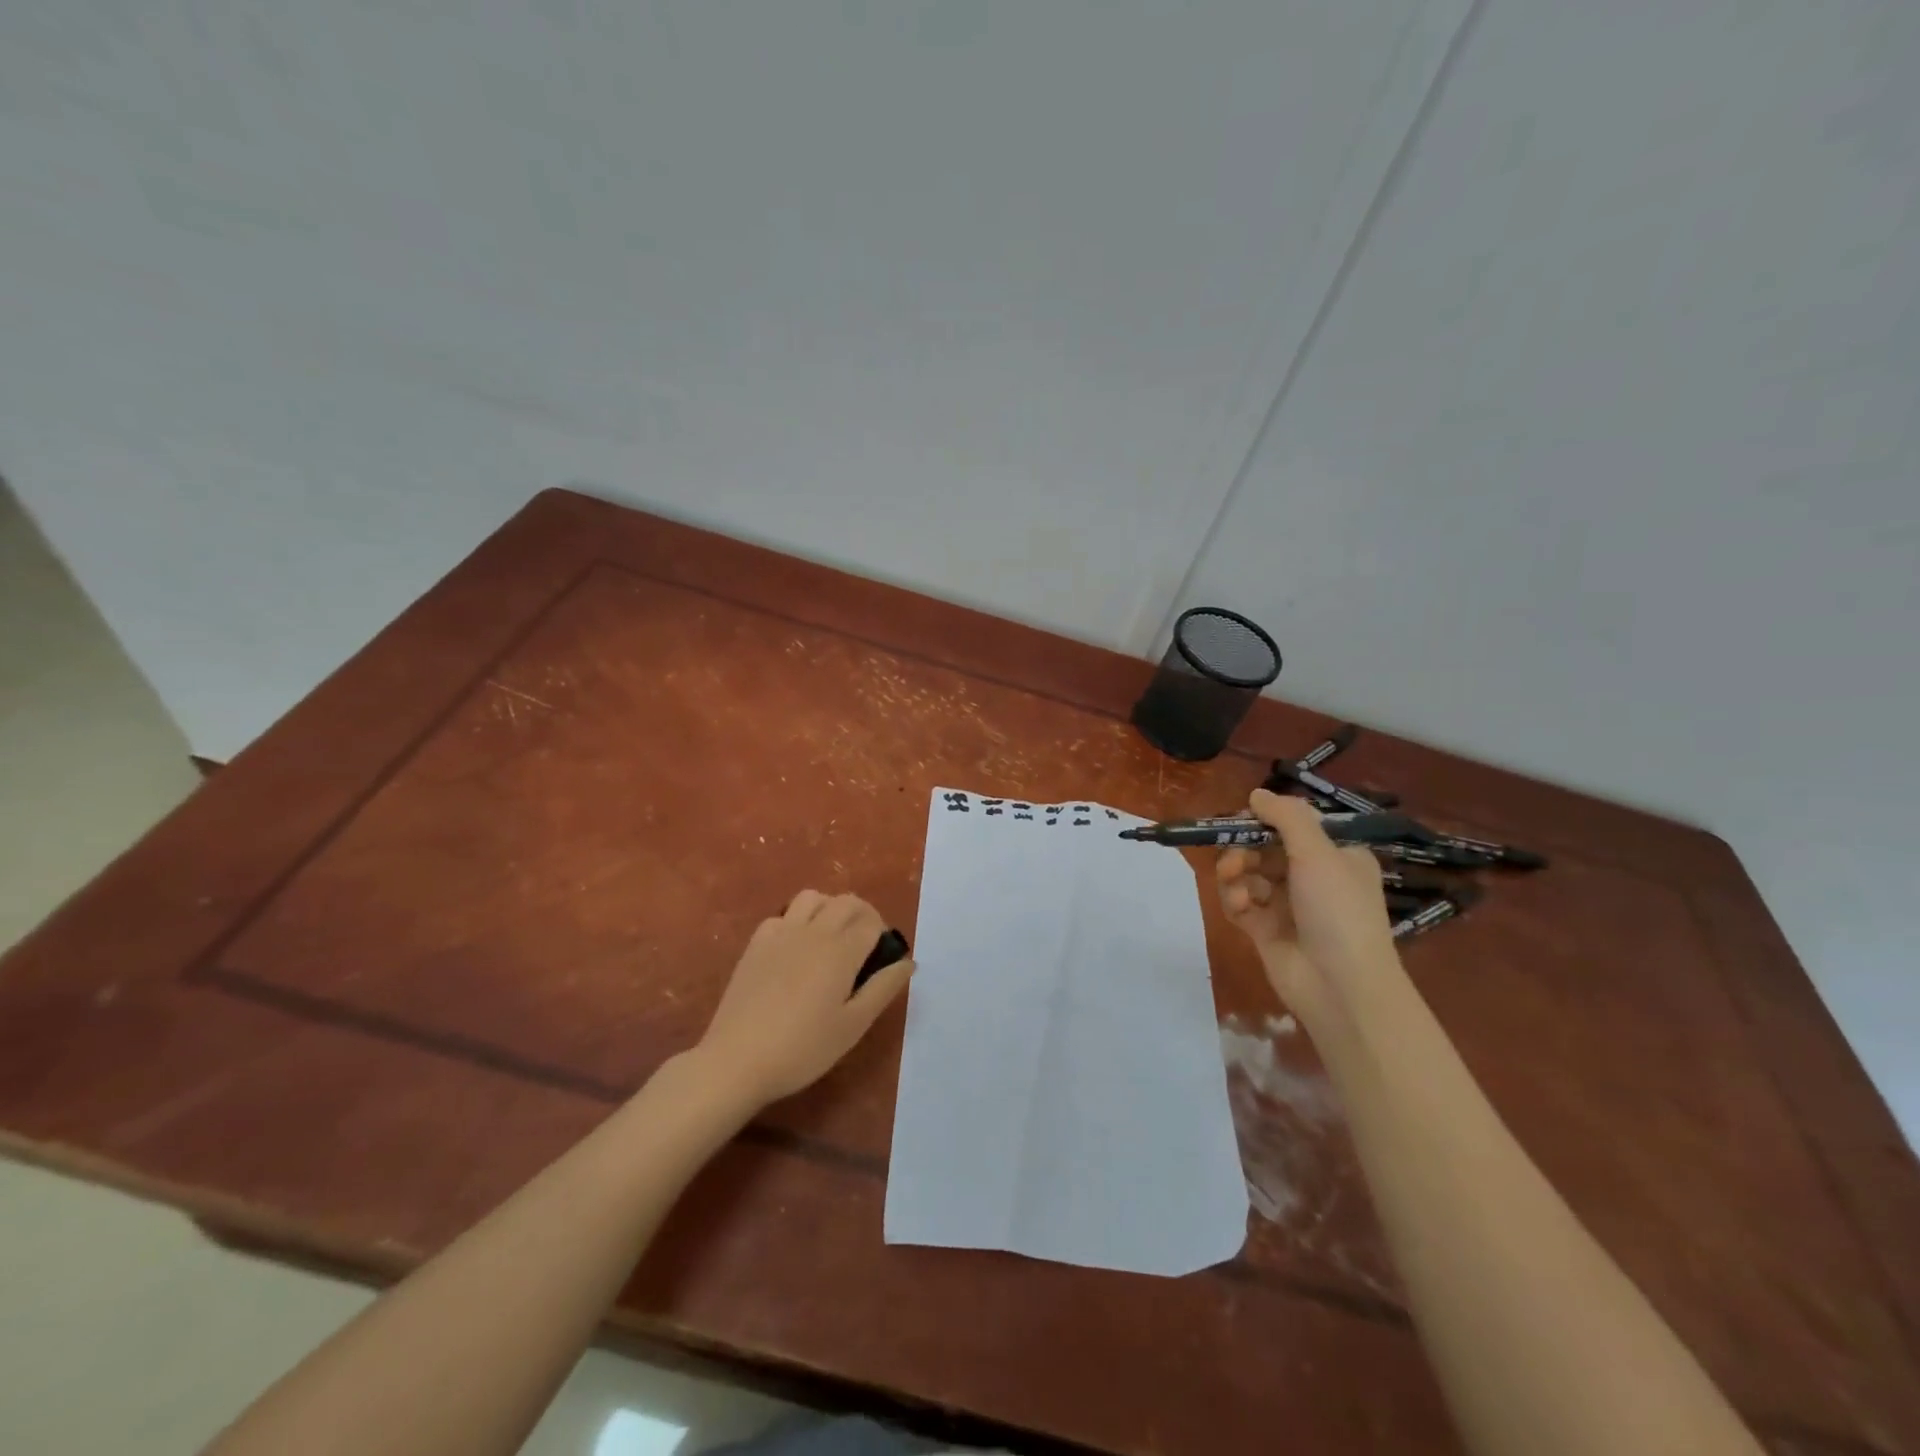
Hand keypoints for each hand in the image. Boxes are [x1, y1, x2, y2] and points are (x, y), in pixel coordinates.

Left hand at [695, 891, 912, 1107]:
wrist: (737, 1060)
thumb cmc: (803, 1048)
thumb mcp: (853, 1026)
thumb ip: (883, 988)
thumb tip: (908, 961)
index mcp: (841, 950)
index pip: (872, 923)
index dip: (883, 936)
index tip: (881, 961)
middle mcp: (814, 931)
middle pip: (846, 902)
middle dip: (863, 915)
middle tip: (864, 947)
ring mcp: (781, 932)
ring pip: (813, 897)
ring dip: (829, 908)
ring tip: (832, 938)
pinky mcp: (756, 943)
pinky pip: (783, 915)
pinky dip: (797, 921)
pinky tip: (795, 949)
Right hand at [1215, 789, 1397, 1014]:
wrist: (1341, 988)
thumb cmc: (1338, 911)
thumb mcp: (1318, 853)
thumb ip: (1286, 817)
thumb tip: (1256, 794)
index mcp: (1337, 856)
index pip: (1295, 826)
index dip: (1266, 820)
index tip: (1243, 818)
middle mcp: (1313, 877)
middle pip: (1265, 848)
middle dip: (1244, 847)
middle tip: (1233, 855)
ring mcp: (1288, 905)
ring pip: (1248, 873)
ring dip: (1236, 872)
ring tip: (1233, 881)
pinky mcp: (1266, 930)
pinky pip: (1240, 902)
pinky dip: (1235, 899)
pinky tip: (1239, 906)